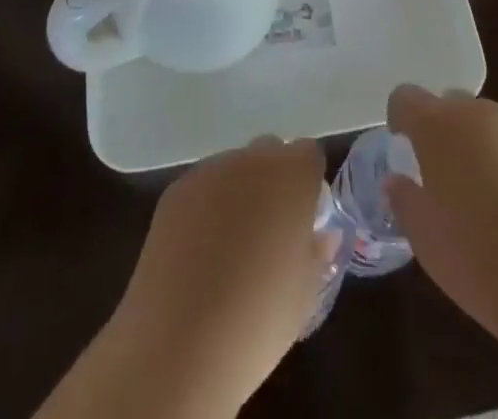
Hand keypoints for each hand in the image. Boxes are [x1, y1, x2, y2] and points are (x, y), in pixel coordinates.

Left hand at [107, 136, 338, 413]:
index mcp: (292, 176)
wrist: (181, 343)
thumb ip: (317, 252)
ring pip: (233, 170)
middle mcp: (251, 160)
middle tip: (269, 233)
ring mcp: (210, 171)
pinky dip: (206, 210)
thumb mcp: (305, 294)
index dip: (307, 183)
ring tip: (229, 250)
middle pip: (269, 153)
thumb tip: (321, 235)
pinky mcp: (176, 190)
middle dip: (273, 182)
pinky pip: (202, 189)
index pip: (308, 154)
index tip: (303, 219)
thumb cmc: (259, 320)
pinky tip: (198, 255)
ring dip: (238, 194)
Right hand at [386, 84, 497, 339]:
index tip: (405, 148)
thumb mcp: (423, 236)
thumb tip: (396, 182)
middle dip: (445, 133)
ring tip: (487, 198)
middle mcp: (475, 112)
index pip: (406, 98)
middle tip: (446, 179)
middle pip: (451, 106)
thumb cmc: (475, 253)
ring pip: (488, 124)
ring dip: (481, 147)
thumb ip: (404, 199)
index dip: (402, 119)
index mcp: (436, 124)